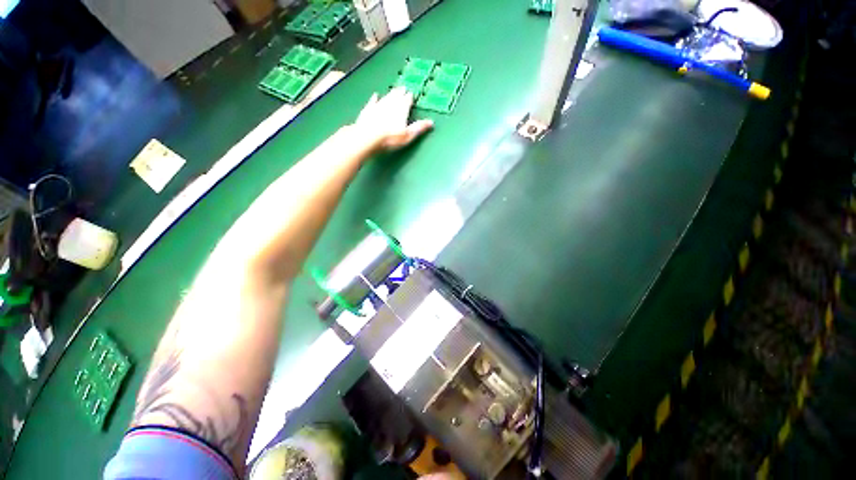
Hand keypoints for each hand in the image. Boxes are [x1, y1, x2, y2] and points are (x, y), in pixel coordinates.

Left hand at [353, 87, 433, 153]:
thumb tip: (431, 122)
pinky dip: (375, 98)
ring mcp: (378, 105)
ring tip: (394, 89)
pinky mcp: (368, 110)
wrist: (368, 137)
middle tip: (403, 87)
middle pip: (397, 96)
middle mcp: (391, 104)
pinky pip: (373, 101)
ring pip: (386, 97)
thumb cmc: (390, 138)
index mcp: (402, 109)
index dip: (410, 97)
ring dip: (391, 93)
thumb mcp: (408, 135)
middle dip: (401, 92)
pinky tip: (375, 95)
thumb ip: (419, 128)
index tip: (412, 93)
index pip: (407, 100)